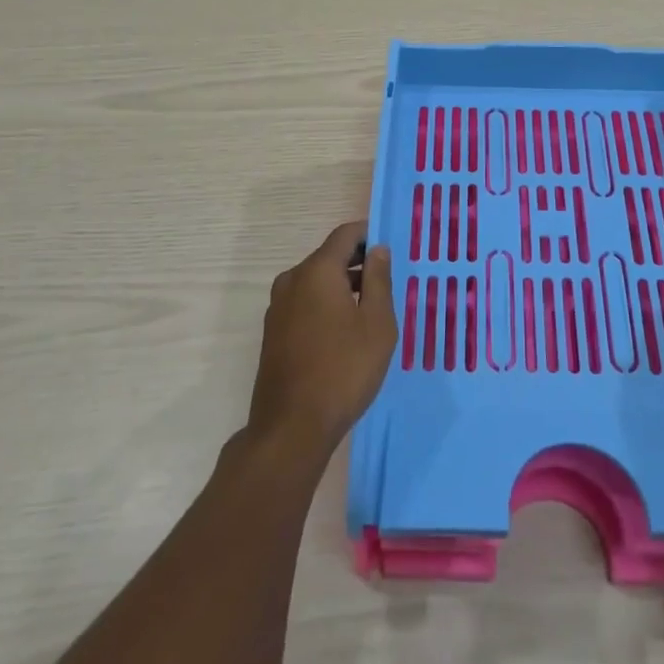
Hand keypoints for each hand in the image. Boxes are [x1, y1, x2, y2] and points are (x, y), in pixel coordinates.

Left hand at [246, 221, 396, 460]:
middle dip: (358, 263)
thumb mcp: (377, 323)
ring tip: (371, 309)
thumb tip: (378, 250)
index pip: (345, 234)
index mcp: (317, 271)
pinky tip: (345, 332)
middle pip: (329, 256)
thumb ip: (379, 279)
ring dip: (343, 286)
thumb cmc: (343, 370)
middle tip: (387, 282)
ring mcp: (278, 307)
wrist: (291, 429)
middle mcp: (292, 280)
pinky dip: (326, 305)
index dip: (369, 234)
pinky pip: (305, 303)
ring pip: (316, 281)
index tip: (391, 249)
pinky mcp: (273, 332)